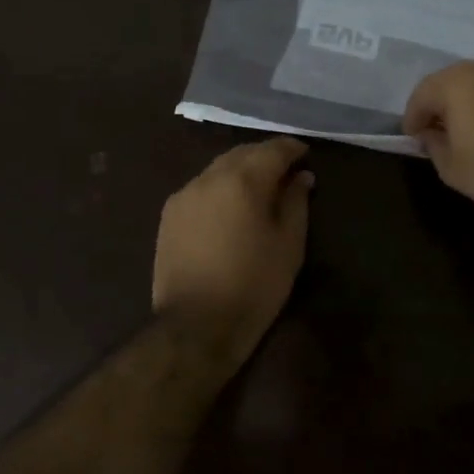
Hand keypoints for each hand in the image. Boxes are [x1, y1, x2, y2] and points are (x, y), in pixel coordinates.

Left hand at [153, 138, 313, 368]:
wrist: (196, 325)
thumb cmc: (253, 286)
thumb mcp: (289, 245)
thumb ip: (296, 202)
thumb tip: (301, 177)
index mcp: (242, 180)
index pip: (272, 150)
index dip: (292, 149)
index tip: (305, 154)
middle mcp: (208, 178)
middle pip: (241, 153)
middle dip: (265, 156)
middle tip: (285, 169)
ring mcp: (183, 195)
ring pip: (217, 169)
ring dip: (240, 170)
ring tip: (258, 188)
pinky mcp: (169, 215)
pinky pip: (200, 189)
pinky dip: (219, 188)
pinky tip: (228, 207)